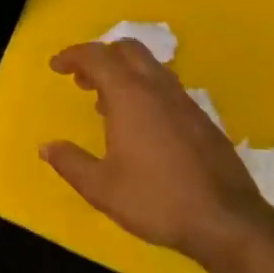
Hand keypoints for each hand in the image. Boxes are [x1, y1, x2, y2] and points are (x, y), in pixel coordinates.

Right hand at [41, 40, 273, 255]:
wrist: (227, 221)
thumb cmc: (156, 200)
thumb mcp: (101, 188)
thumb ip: (70, 163)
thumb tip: (47, 147)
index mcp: (131, 97)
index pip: (97, 57)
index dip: (73, 55)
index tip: (56, 66)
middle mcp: (159, 89)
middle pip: (128, 50)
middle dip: (101, 56)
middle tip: (81, 80)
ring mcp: (185, 103)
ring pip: (151, 68)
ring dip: (124, 74)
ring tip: (105, 104)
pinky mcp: (203, 120)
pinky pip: (167, 89)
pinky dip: (145, 91)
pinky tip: (139, 126)